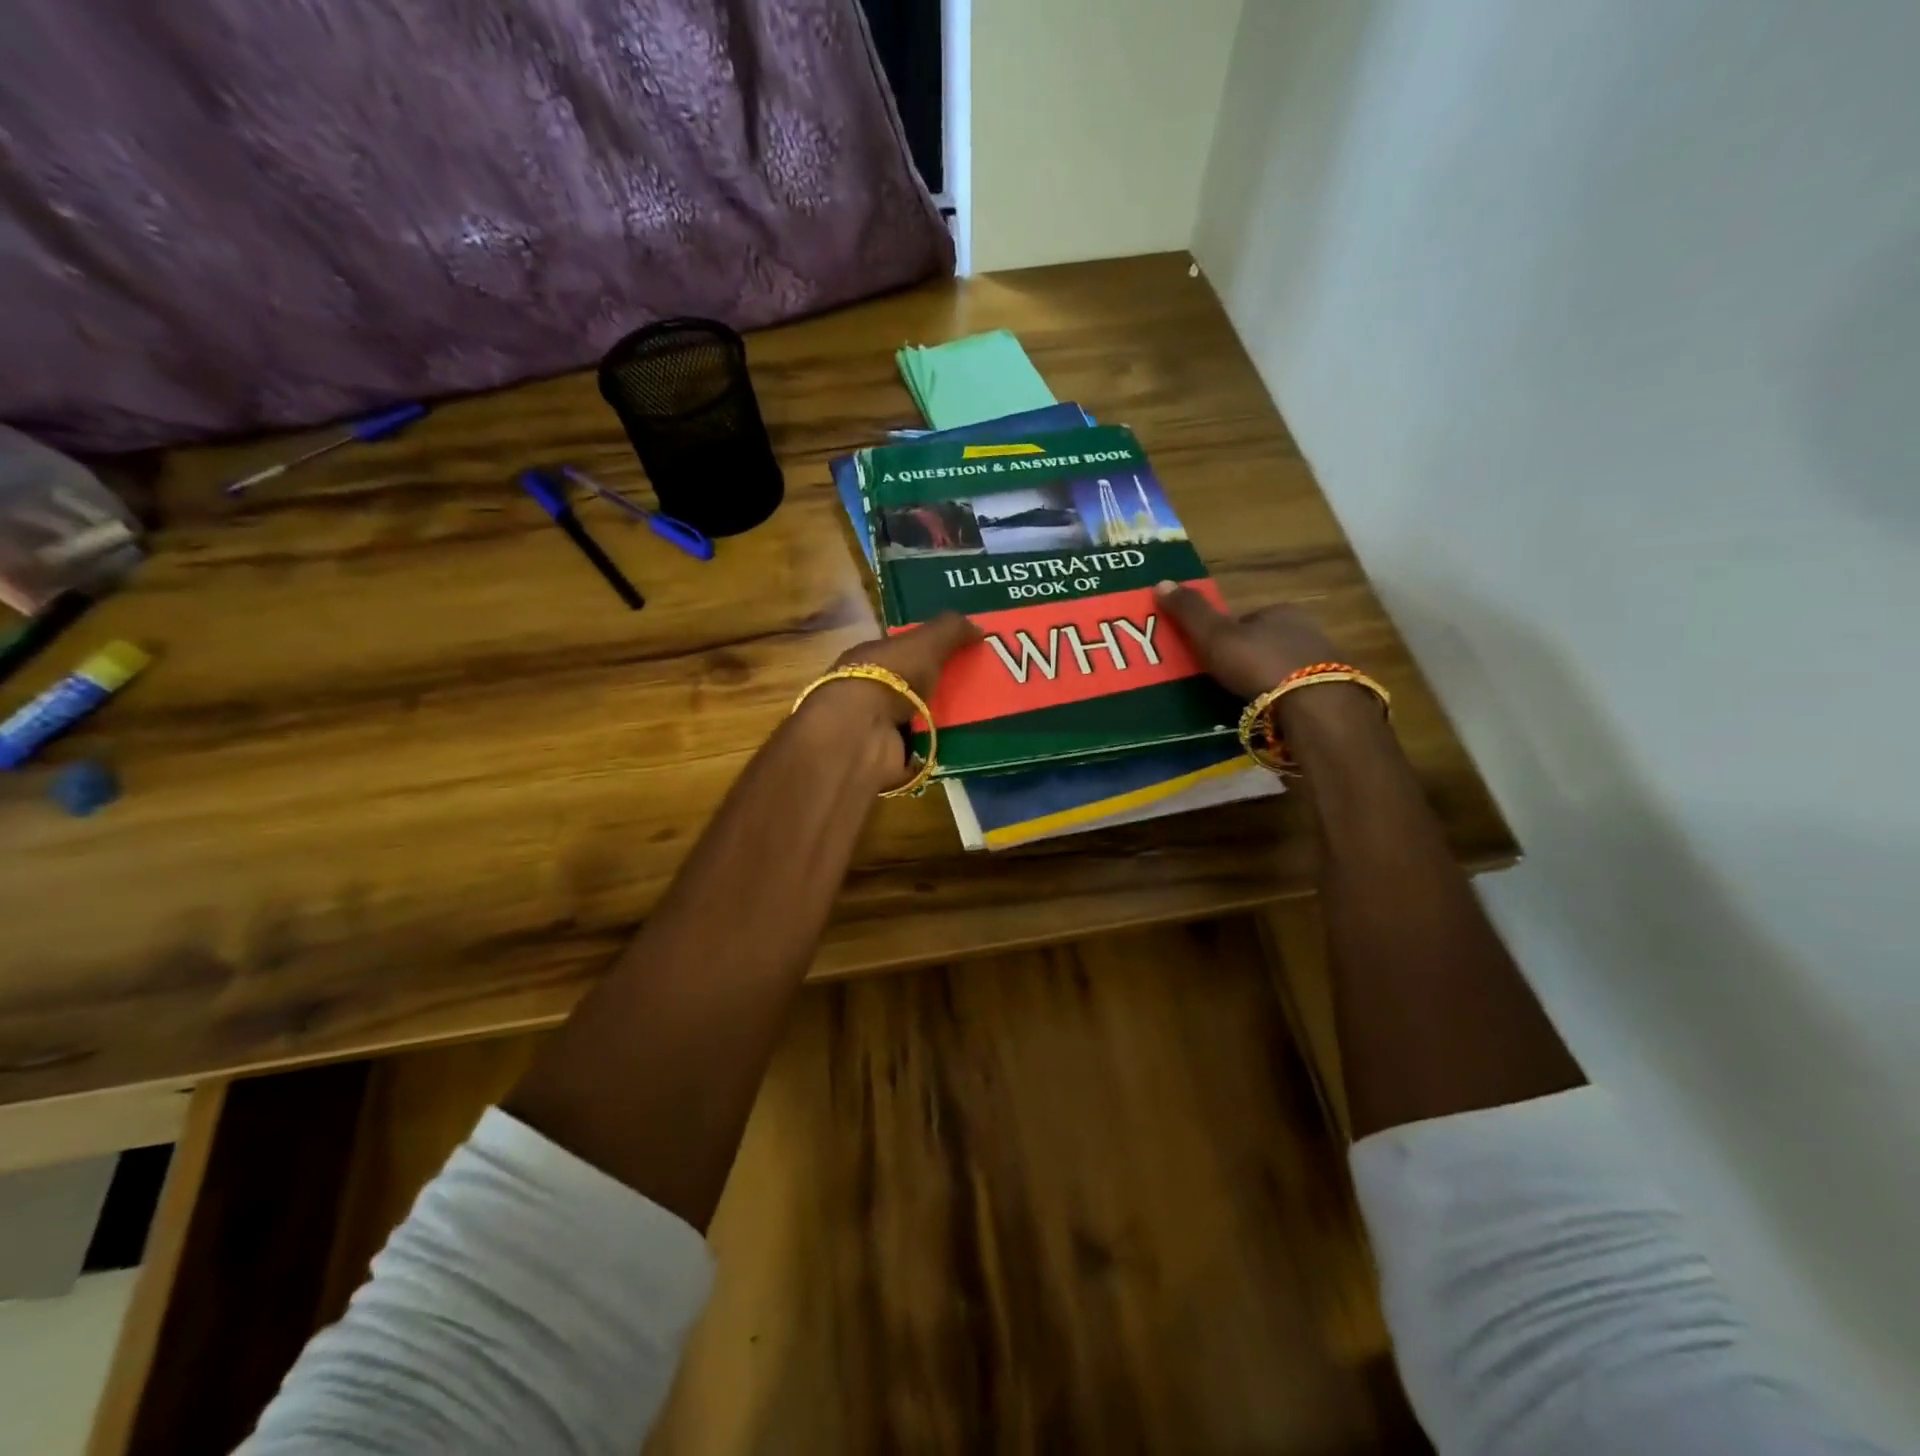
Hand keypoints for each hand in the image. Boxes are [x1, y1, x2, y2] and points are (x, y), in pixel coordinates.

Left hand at [801, 612, 982, 784]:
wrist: (864, 733)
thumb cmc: (889, 678)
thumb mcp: (924, 643)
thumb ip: (950, 630)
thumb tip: (979, 627)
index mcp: (869, 659)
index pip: (901, 653)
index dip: (930, 652)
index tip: (963, 656)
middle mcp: (869, 692)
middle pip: (912, 688)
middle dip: (942, 689)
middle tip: (981, 690)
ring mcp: (876, 727)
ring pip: (918, 720)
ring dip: (943, 722)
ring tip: (982, 719)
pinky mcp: (888, 758)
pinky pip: (922, 752)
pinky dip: (939, 750)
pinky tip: (966, 745)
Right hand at [1152, 582, 1337, 697]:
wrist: (1312, 704)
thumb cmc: (1258, 662)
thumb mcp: (1214, 635)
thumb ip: (1190, 612)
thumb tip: (1160, 582)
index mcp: (1279, 611)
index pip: (1247, 619)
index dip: (1227, 635)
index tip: (1211, 655)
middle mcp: (1306, 630)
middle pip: (1267, 642)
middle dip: (1248, 658)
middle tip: (1225, 681)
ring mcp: (1323, 662)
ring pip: (1285, 667)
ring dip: (1267, 680)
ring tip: (1245, 701)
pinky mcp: (1332, 692)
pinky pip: (1299, 691)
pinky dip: (1284, 699)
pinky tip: (1270, 713)